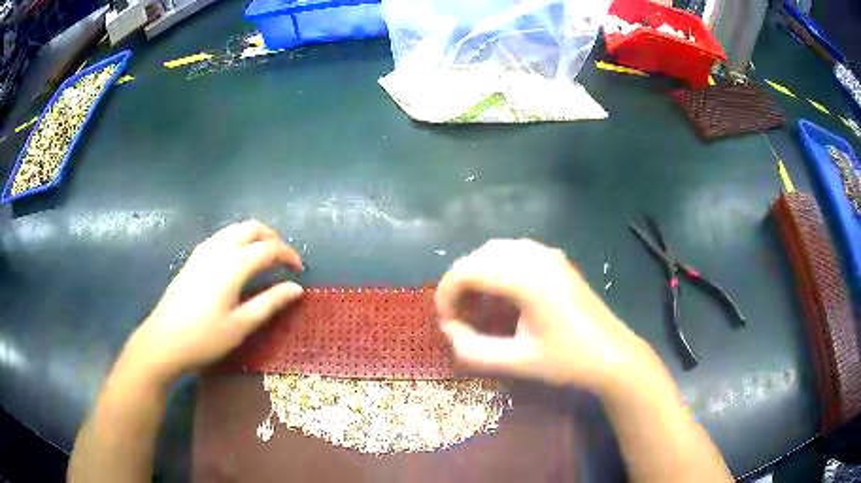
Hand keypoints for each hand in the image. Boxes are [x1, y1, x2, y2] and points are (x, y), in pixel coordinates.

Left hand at [124, 220, 303, 384]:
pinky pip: (221, 237)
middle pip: (251, 227)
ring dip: (254, 236)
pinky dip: (237, 240)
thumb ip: (270, 303)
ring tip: (264, 258)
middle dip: (272, 238)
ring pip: (234, 229)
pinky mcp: (193, 258)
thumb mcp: (241, 325)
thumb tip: (297, 288)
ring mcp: (202, 251)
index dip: (288, 255)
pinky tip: (237, 261)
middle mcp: (218, 249)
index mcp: (233, 264)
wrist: (163, 341)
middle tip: (283, 259)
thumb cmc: (205, 338)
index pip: (268, 248)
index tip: (299, 270)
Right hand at [436, 239, 644, 389]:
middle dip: (459, 284)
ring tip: (476, 307)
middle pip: (479, 256)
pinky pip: (514, 253)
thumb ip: (473, 349)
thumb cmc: (567, 361)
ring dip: (478, 273)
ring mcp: (548, 254)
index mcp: (526, 279)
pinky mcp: (556, 260)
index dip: (446, 294)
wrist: (612, 355)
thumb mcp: (515, 361)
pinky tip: (500, 295)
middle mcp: (535, 256)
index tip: (445, 323)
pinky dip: (496, 268)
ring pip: (495, 251)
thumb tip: (449, 330)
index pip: (467, 271)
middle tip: (458, 318)